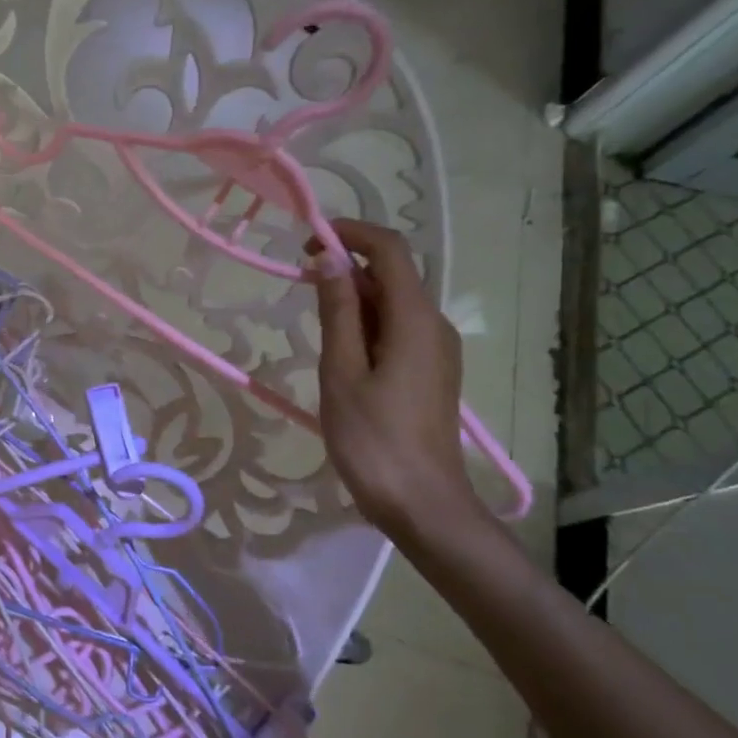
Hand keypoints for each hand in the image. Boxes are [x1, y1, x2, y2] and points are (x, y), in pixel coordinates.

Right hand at [307, 219, 484, 545]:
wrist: (421, 503)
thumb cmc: (372, 439)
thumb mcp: (341, 372)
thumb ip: (338, 313)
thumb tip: (329, 260)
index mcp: (414, 320)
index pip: (390, 251)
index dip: (350, 234)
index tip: (307, 243)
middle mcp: (434, 325)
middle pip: (393, 275)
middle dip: (347, 268)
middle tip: (300, 285)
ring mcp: (437, 350)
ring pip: (394, 304)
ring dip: (355, 298)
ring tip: (316, 324)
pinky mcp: (432, 372)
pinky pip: (398, 330)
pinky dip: (367, 324)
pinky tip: (341, 352)